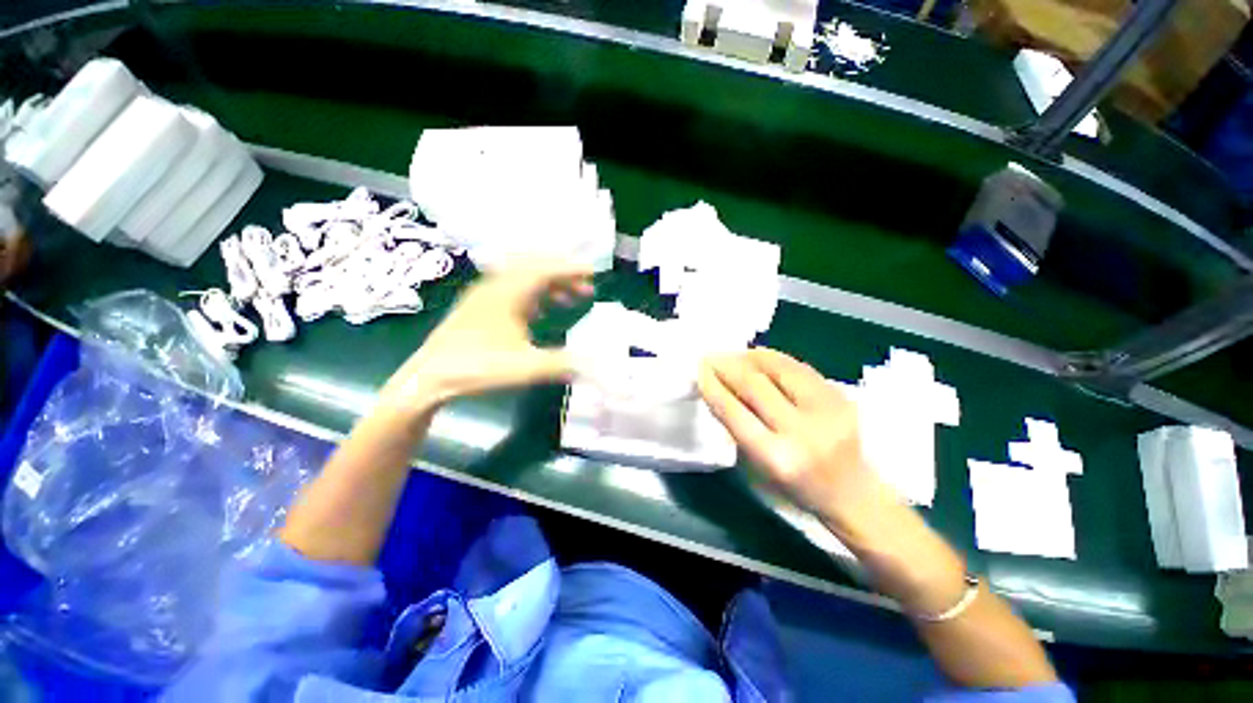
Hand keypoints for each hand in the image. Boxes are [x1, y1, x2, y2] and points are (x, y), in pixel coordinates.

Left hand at [378, 259, 593, 418]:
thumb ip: (563, 363)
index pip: (545, 269)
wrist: (428, 378)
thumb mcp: (525, 367)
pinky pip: (513, 290)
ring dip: (550, 285)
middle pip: (535, 268)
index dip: (571, 270)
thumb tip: (594, 363)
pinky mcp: (479, 307)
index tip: (593, 274)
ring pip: (524, 279)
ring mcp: (485, 295)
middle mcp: (496, 286)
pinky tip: (542, 311)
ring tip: (570, 299)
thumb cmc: (477, 368)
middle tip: (586, 288)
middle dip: (564, 275)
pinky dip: (534, 295)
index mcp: (508, 293)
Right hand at [698, 348, 892, 516]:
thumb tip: (719, 386)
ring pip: (778, 369)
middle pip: (754, 385)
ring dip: (747, 357)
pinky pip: (798, 366)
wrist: (853, 492)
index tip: (699, 371)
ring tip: (730, 354)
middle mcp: (801, 432)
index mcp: (776, 458)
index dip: (713, 387)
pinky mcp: (841, 396)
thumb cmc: (796, 487)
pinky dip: (773, 358)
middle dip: (727, 367)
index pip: (734, 412)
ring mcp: (826, 410)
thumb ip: (738, 425)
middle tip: (710, 357)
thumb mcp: (758, 465)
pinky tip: (756, 355)